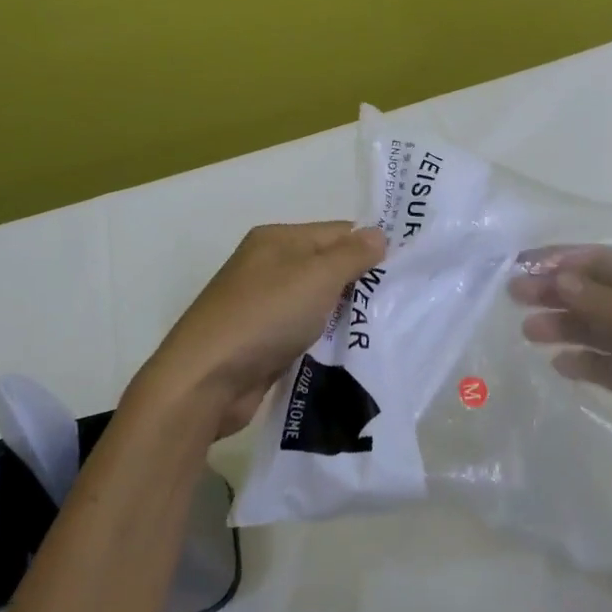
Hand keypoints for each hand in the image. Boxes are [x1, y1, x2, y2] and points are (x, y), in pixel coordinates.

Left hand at [132, 222, 387, 438]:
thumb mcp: (317, 276)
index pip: (337, 232)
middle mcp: (268, 266)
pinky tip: (349, 350)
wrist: (206, 379)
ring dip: (344, 314)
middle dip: (360, 283)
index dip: (370, 247)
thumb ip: (352, 254)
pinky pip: (304, 331)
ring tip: (382, 328)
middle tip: (399, 302)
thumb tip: (378, 234)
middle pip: (327, 266)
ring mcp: (262, 305)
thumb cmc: (265, 316)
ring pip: (317, 302)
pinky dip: (324, 338)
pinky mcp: (261, 340)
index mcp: (277, 239)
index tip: (405, 270)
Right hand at [510, 246, 611, 537]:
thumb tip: (558, 279)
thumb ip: (606, 302)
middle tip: (513, 296)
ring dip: (560, 326)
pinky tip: (559, 364)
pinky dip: (579, 362)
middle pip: (588, 293)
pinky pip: (599, 364)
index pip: (598, 263)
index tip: (523, 265)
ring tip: (528, 332)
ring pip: (589, 328)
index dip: (560, 261)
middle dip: (552, 291)